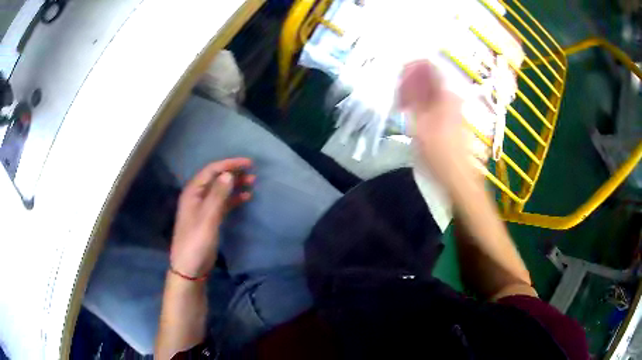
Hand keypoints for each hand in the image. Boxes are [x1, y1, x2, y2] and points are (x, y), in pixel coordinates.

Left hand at [170, 158, 253, 278]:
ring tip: (252, 183)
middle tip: (252, 173)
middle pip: (216, 178)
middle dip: (233, 173)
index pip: (211, 170)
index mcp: (193, 192)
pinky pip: (222, 203)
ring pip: (220, 190)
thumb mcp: (207, 218)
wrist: (190, 268)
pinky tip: (245, 198)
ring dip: (235, 185)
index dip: (229, 164)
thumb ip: (217, 196)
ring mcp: (202, 208)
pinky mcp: (209, 219)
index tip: (248, 163)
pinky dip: (233, 199)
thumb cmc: (196, 242)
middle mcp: (197, 196)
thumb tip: (228, 174)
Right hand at [399, 61, 475, 187]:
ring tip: (402, 108)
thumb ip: (413, 94)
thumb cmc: (437, 151)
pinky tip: (414, 117)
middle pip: (429, 78)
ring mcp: (453, 107)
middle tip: (397, 97)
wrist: (457, 176)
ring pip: (430, 91)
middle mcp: (452, 96)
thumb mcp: (419, 121)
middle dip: (410, 82)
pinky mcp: (452, 118)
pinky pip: (434, 102)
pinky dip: (422, 104)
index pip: (428, 65)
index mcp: (445, 93)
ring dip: (414, 94)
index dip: (411, 68)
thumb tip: (407, 70)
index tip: (397, 78)